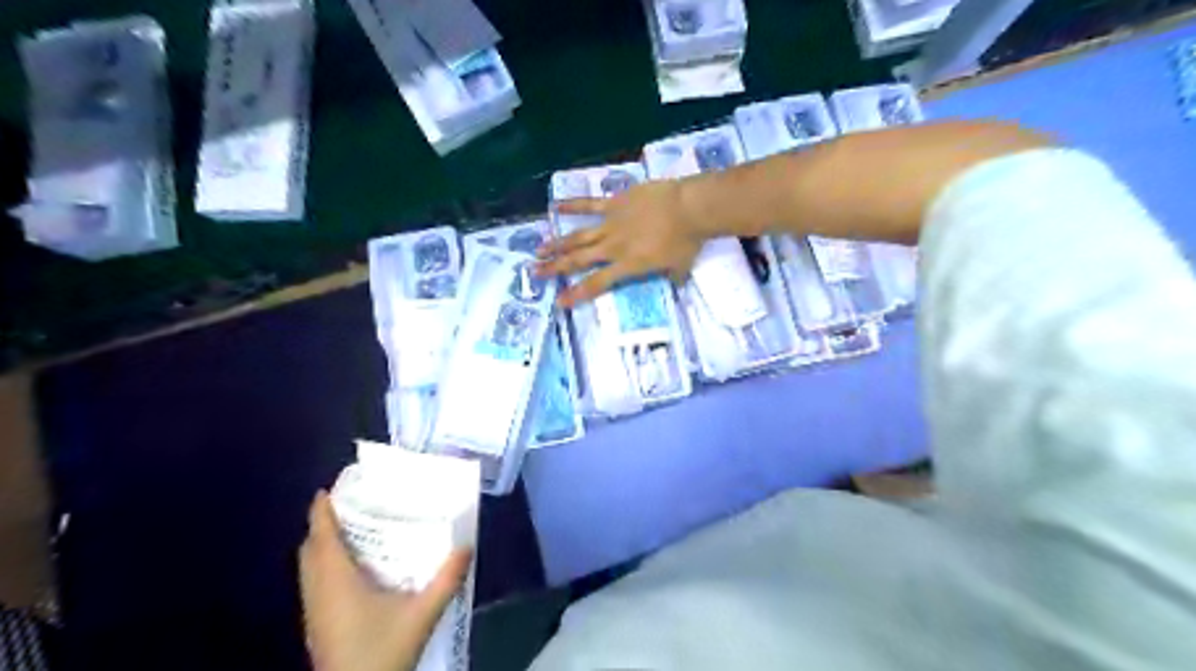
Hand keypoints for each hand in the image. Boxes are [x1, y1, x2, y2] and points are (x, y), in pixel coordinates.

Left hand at [300, 489, 472, 670]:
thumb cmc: (382, 653)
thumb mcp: (421, 615)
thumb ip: (445, 580)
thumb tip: (466, 546)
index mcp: (337, 581)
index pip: (322, 536)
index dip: (321, 511)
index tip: (329, 488)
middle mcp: (318, 591)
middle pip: (309, 549)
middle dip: (321, 524)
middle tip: (350, 505)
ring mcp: (313, 611)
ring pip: (307, 567)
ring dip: (321, 545)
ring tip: (351, 530)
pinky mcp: (316, 625)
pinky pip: (312, 582)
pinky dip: (323, 564)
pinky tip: (351, 569)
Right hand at [534, 185, 708, 307]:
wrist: (690, 208)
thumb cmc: (687, 241)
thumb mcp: (681, 267)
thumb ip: (671, 277)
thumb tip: (673, 282)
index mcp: (627, 266)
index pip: (596, 284)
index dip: (576, 293)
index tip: (559, 301)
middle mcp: (613, 247)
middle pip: (578, 260)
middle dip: (555, 267)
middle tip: (535, 272)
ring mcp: (611, 223)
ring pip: (578, 236)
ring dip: (557, 243)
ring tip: (539, 249)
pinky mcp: (615, 203)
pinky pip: (590, 204)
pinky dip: (572, 205)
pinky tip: (554, 206)